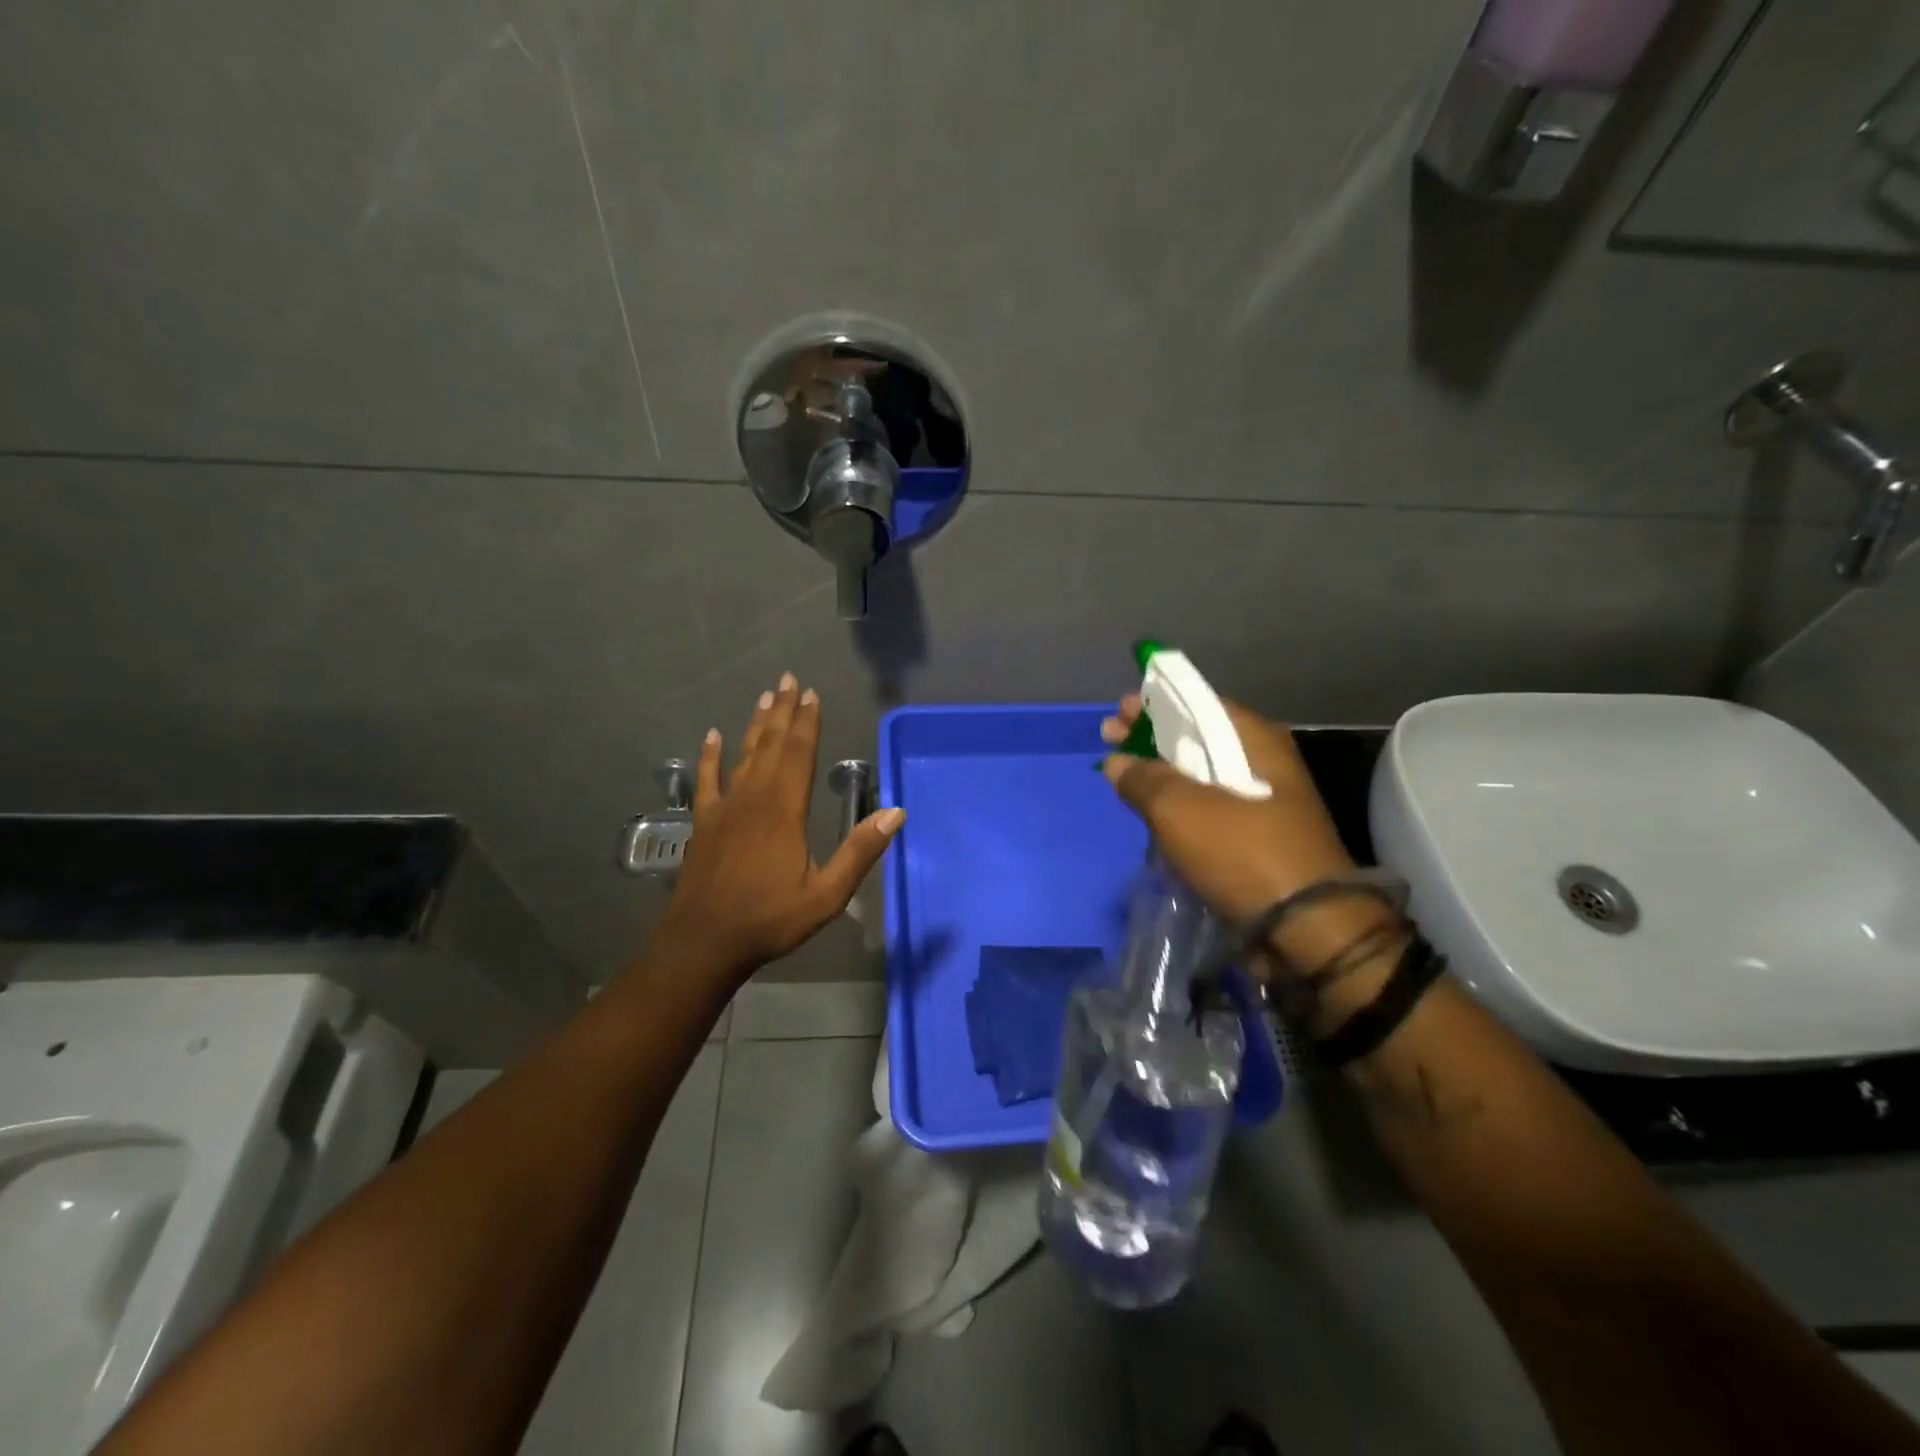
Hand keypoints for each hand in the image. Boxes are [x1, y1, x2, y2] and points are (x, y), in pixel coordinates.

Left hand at [655, 675, 904, 980]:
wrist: (704, 942)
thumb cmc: (770, 919)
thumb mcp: (827, 894)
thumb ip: (860, 852)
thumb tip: (896, 813)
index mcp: (785, 810)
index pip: (799, 754)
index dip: (807, 723)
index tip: (812, 694)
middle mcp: (754, 798)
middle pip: (772, 746)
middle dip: (784, 712)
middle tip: (789, 679)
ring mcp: (724, 808)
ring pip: (743, 755)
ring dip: (756, 725)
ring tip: (765, 696)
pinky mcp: (704, 822)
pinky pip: (707, 780)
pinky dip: (710, 756)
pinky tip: (712, 736)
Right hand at [1102, 695, 1374, 973]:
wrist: (1305, 929)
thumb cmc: (1242, 853)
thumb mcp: (1181, 810)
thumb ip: (1143, 779)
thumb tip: (1118, 762)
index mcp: (1254, 741)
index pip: (1198, 704)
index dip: (1154, 704)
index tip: (1118, 712)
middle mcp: (1262, 763)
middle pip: (1196, 738)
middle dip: (1150, 738)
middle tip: (1110, 740)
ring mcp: (1261, 803)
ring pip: (1199, 777)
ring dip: (1160, 775)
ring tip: (1122, 778)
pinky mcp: (1254, 840)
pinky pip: (1207, 811)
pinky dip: (1177, 807)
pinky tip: (1149, 814)